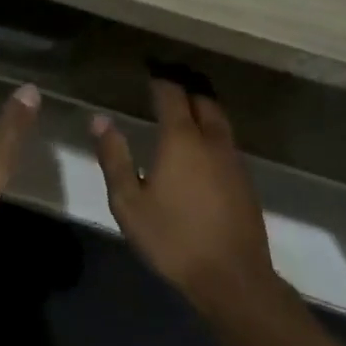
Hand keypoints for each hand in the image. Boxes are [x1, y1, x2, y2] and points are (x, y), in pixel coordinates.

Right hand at [92, 79, 276, 315]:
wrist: (231, 277)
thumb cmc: (172, 238)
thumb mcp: (128, 202)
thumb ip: (114, 158)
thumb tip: (100, 120)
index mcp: (181, 139)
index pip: (172, 94)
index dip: (160, 78)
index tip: (149, 69)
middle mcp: (212, 140)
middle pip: (203, 100)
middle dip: (185, 86)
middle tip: (166, 81)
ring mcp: (234, 160)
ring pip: (219, 120)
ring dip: (201, 107)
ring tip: (182, 106)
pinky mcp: (245, 180)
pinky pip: (226, 140)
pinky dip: (211, 130)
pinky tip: (199, 146)